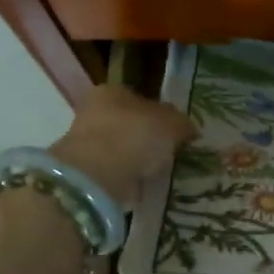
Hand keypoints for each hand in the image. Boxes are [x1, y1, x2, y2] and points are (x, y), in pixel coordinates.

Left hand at [49, 86, 195, 208]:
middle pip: (129, 122)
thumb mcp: (173, 123)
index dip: (161, 114)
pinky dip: (129, 176)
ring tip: (160, 170)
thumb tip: (188, 129)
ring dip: (138, 158)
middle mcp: (94, 110)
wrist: (98, 174)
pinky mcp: (85, 170)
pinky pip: (115, 169)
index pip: (141, 98)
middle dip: (148, 136)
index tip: (176, 132)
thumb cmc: (136, 135)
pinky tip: (145, 183)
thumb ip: (182, 123)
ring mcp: (85, 141)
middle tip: (170, 152)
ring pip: (121, 147)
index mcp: (113, 90)